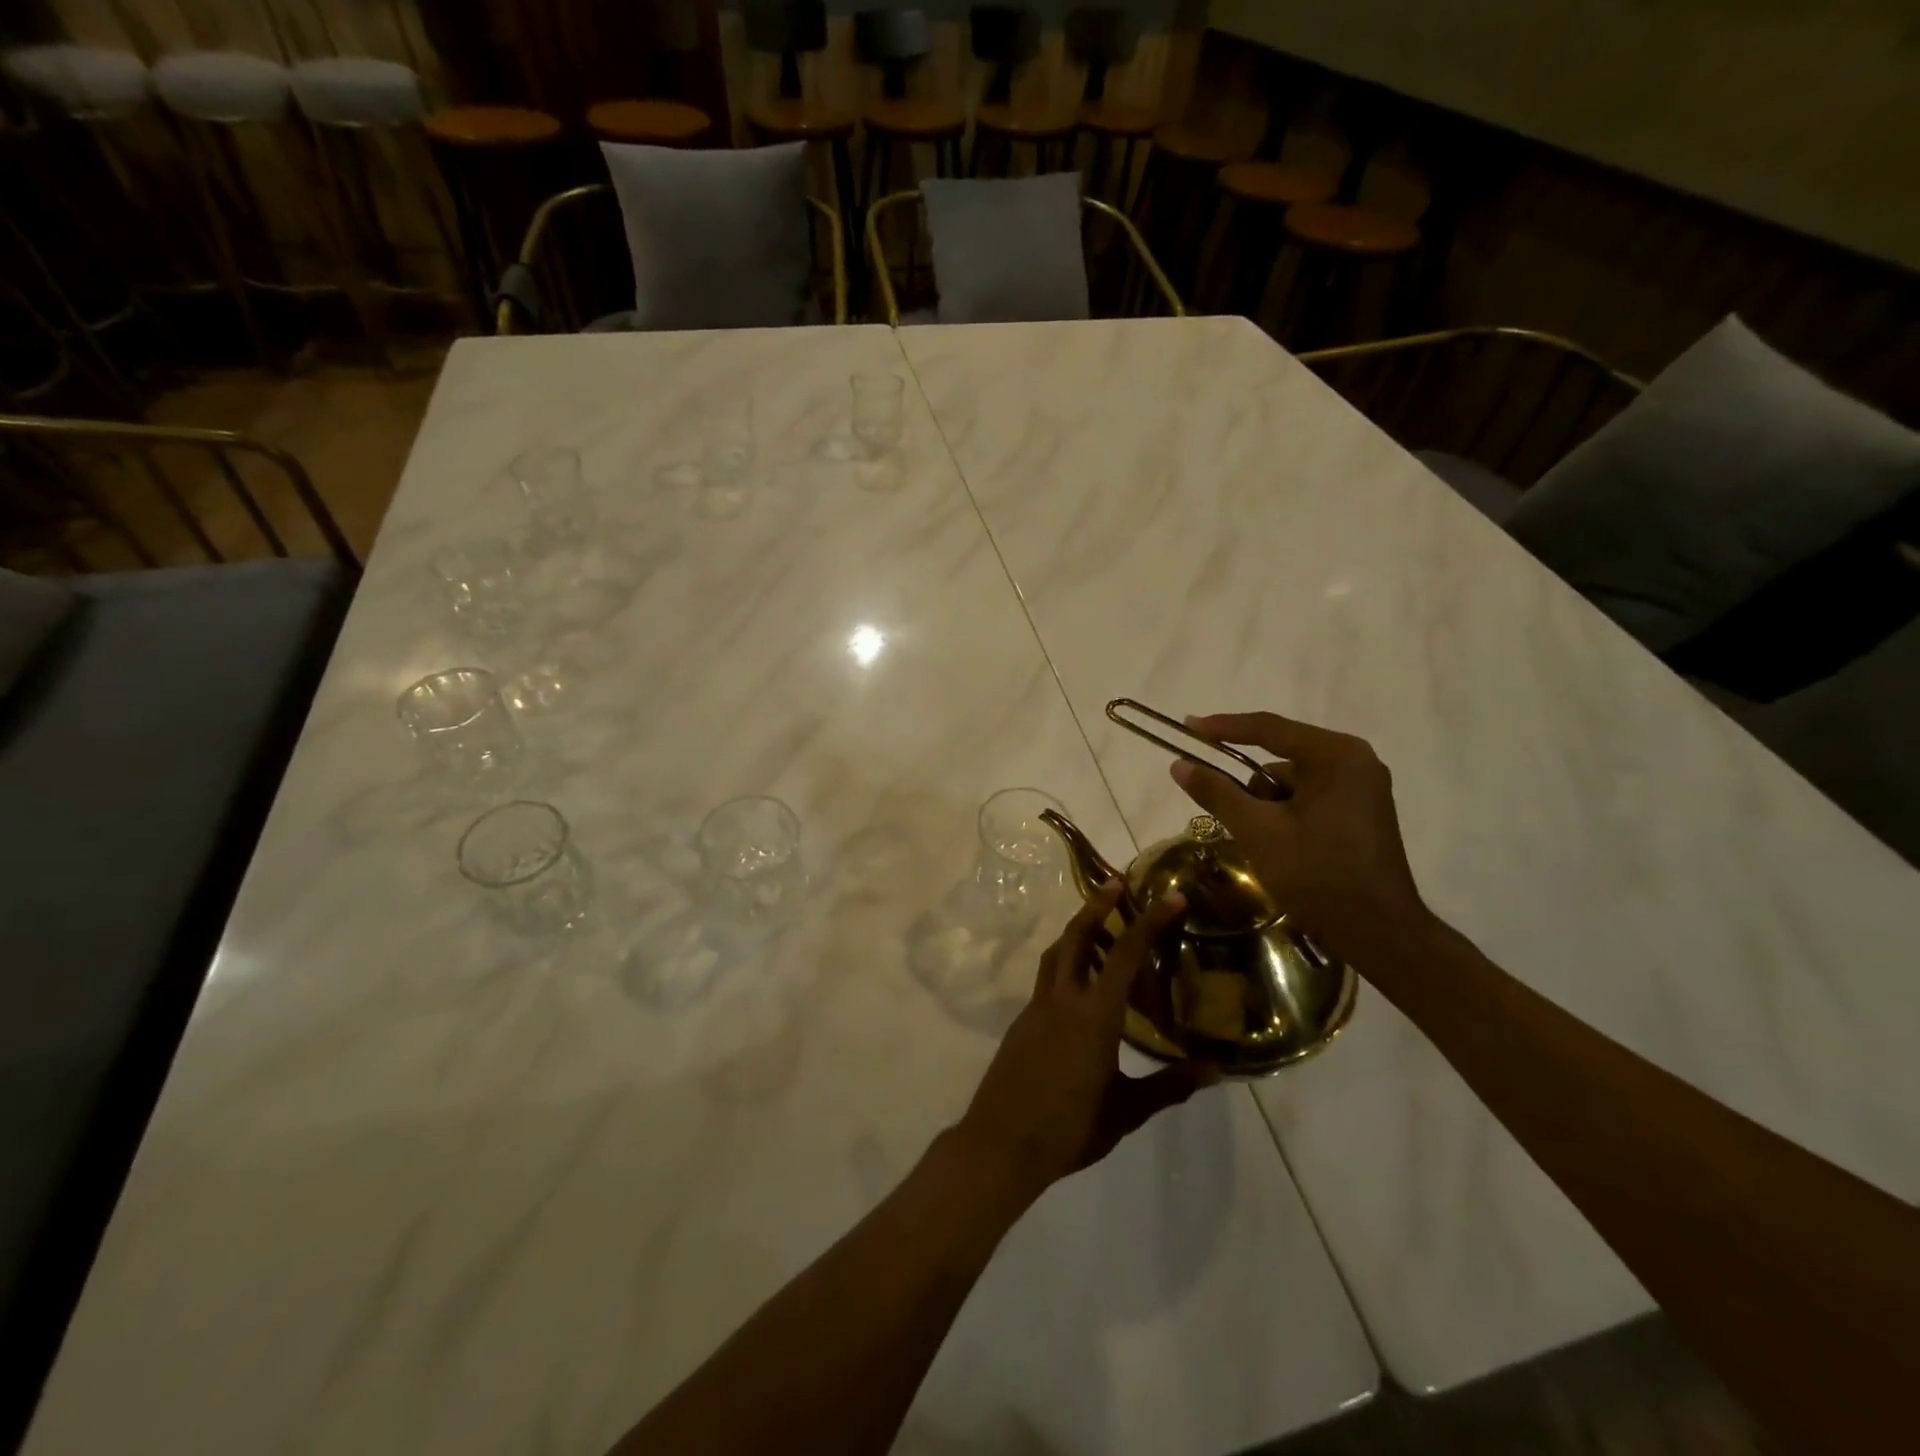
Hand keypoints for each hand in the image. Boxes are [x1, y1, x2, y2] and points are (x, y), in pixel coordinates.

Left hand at [951, 884, 1211, 1203]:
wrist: (1001, 1144)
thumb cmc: (1069, 1129)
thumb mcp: (1126, 1110)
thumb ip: (1168, 1085)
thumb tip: (1214, 1070)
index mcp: (1094, 1014)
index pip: (1126, 954)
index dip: (1149, 921)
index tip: (1170, 897)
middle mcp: (1062, 999)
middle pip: (1077, 935)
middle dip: (1097, 905)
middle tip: (1117, 885)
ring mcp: (1036, 1007)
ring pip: (1056, 953)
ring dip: (1077, 931)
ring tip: (1100, 927)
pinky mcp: (1022, 1021)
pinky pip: (1047, 979)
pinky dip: (1065, 964)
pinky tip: (1081, 986)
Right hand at [1171, 711, 1430, 960]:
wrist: (1379, 933)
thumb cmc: (1318, 875)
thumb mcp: (1258, 831)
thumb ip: (1217, 792)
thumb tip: (1179, 765)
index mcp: (1336, 755)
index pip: (1268, 728)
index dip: (1222, 727)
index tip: (1186, 727)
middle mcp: (1355, 760)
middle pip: (1281, 757)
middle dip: (1252, 787)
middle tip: (1234, 817)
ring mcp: (1363, 786)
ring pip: (1293, 781)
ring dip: (1269, 805)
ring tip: (1266, 844)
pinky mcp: (1362, 810)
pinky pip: (1310, 797)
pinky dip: (1288, 814)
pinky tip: (1285, 846)